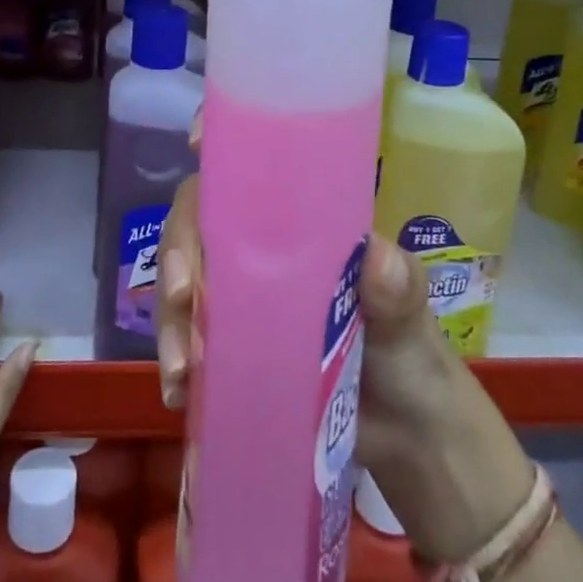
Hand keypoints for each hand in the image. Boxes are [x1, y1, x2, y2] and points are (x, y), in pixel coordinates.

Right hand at [158, 150, 532, 565]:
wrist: (408, 437)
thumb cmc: (412, 353)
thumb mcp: (410, 313)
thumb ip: (398, 287)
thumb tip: (378, 259)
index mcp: (300, 222)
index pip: (252, 165)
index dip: (221, 144)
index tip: (198, 144)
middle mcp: (260, 249)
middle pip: (201, 221)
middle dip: (179, 250)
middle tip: (181, 295)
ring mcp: (240, 298)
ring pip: (184, 280)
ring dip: (170, 318)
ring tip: (183, 371)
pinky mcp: (230, 347)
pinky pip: (187, 338)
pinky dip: (176, 360)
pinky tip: (182, 393)